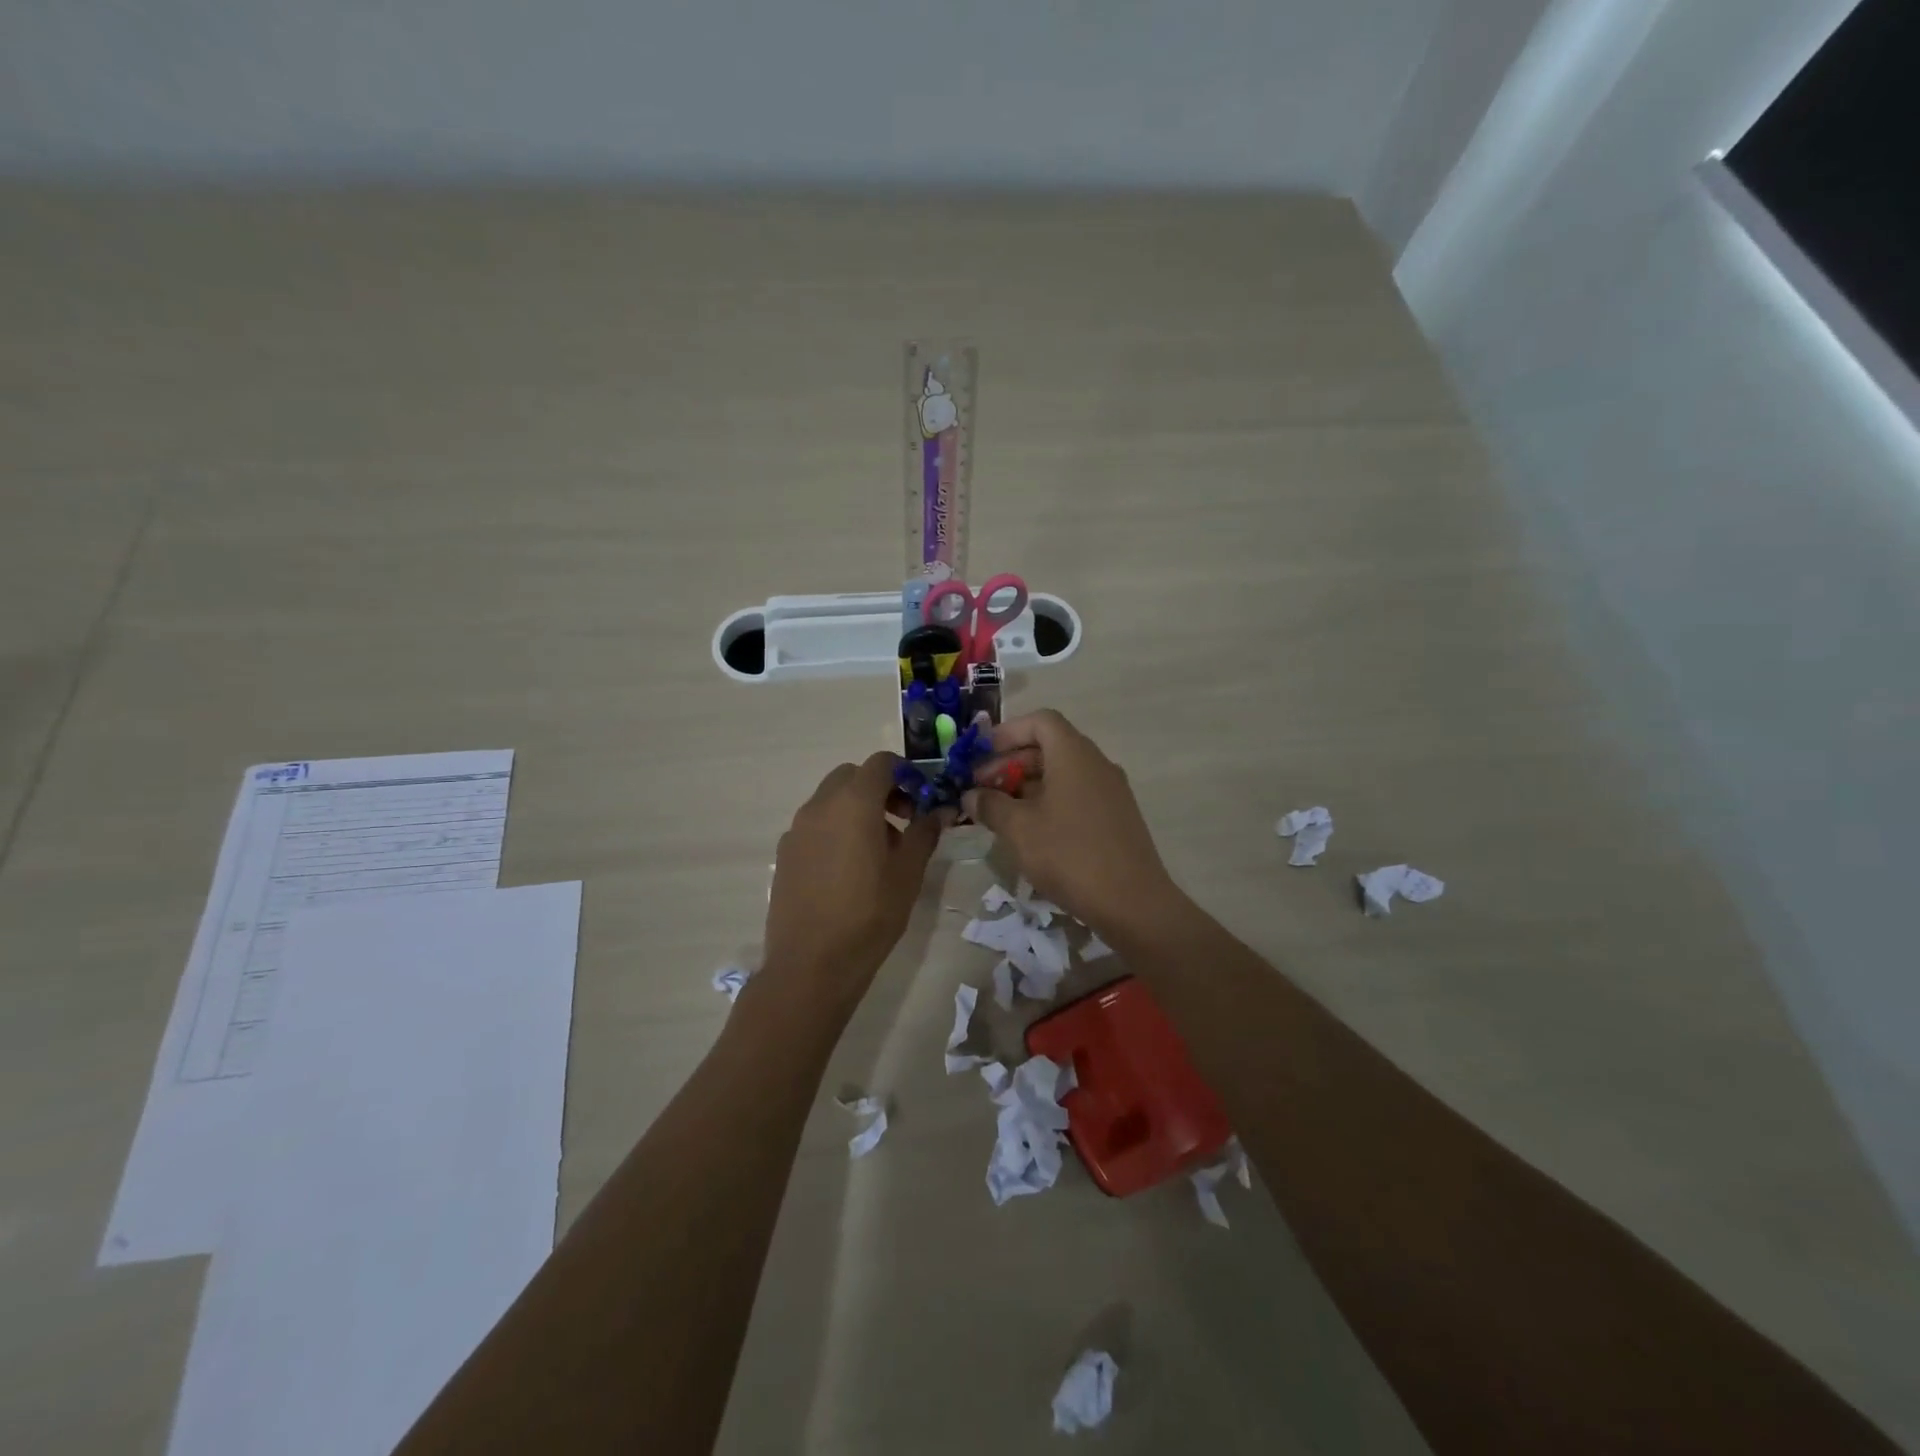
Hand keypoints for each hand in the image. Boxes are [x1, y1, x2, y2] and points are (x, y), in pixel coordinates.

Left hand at [762, 754, 941, 1010]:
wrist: (811, 964)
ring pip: (831, 799)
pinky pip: (815, 824)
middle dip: (880, 788)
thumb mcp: (909, 873)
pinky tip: (848, 869)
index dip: (905, 774)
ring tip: (878, 850)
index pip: (881, 763)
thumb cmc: (869, 914)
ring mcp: (797, 829)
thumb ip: (924, 832)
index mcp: (854, 802)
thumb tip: (940, 810)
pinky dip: (835, 828)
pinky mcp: (785, 853)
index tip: (921, 800)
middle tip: (902, 821)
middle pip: (852, 776)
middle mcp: (820, 805)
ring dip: (856, 808)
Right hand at [962, 709, 1179, 934]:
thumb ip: (990, 805)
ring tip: (1001, 814)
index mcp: (1074, 754)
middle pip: (1049, 747)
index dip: (1007, 733)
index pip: (1040, 721)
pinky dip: (1050, 802)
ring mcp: (1111, 791)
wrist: (1132, 903)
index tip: (980, 756)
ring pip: (1062, 774)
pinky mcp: (1117, 817)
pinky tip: (1031, 833)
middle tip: (982, 790)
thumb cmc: (1069, 855)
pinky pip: (1077, 795)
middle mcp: (1096, 763)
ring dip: (1028, 786)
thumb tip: (971, 795)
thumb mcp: (1018, 829)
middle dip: (1011, 763)